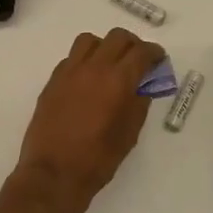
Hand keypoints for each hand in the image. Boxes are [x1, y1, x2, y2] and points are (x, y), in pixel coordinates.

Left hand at [8, 27, 163, 212]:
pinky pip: (71, 58)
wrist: (53, 174)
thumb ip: (138, 104)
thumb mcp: (129, 135)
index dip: (154, 53)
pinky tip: (88, 80)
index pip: (141, 52)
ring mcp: (69, 72)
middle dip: (133, 45)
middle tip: (138, 60)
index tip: (159, 60)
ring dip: (105, 46)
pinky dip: (85, 61)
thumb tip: (142, 87)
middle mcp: (93, 68)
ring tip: (110, 64)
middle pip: (117, 37)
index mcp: (117, 81)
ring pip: (90, 41)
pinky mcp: (52, 81)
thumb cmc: (97, 160)